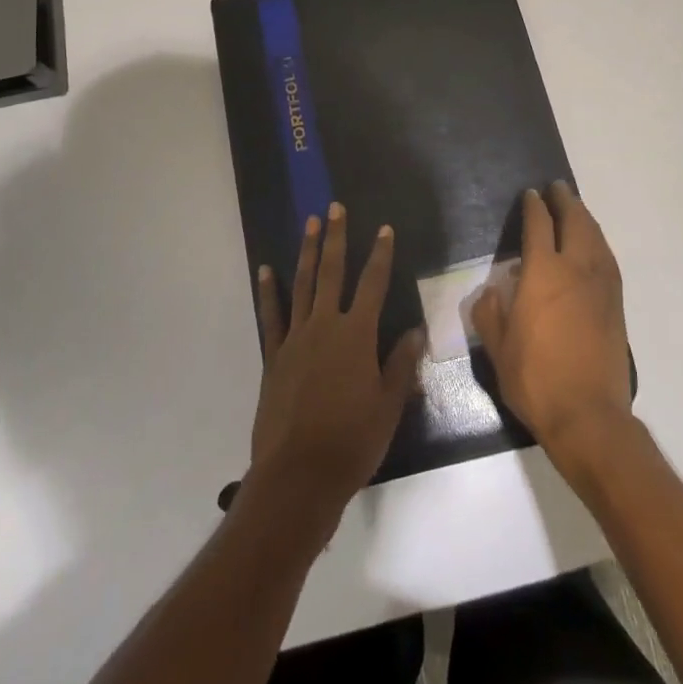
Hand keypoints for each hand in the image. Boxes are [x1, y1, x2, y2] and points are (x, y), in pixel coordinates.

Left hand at [250, 203, 424, 517]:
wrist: (298, 475)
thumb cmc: (352, 442)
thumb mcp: (388, 405)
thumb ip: (400, 364)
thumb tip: (416, 330)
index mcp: (357, 336)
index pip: (373, 284)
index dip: (380, 255)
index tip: (384, 228)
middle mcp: (325, 326)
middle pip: (332, 272)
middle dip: (336, 238)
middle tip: (335, 207)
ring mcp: (295, 338)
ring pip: (302, 285)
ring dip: (307, 252)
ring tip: (309, 223)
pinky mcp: (274, 356)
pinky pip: (271, 316)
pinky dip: (269, 291)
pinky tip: (266, 270)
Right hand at [472, 182, 632, 470]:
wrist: (588, 416)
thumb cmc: (535, 378)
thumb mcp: (497, 347)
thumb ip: (490, 312)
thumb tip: (492, 292)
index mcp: (543, 272)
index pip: (539, 226)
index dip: (534, 206)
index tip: (530, 195)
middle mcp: (576, 269)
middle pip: (575, 222)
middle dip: (565, 201)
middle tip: (556, 188)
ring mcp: (601, 286)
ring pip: (596, 237)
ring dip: (585, 218)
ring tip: (576, 208)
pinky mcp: (616, 305)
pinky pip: (607, 258)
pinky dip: (598, 241)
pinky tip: (594, 245)